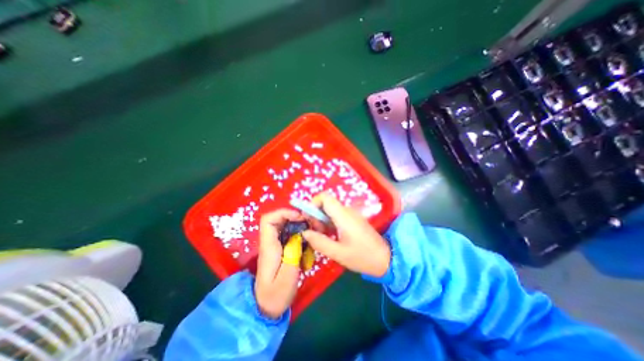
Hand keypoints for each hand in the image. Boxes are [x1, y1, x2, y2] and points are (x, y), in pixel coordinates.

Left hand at [256, 209, 302, 317]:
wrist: (266, 308)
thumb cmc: (275, 295)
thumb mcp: (287, 277)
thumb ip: (293, 254)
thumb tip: (299, 235)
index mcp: (269, 246)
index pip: (268, 220)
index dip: (283, 213)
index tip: (300, 217)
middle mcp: (270, 242)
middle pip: (279, 219)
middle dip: (296, 217)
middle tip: (311, 223)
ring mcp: (276, 245)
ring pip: (286, 225)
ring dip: (300, 225)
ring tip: (313, 231)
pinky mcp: (282, 249)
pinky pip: (291, 234)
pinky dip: (301, 234)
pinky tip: (310, 242)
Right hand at [303, 193, 388, 276]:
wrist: (385, 259)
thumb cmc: (363, 257)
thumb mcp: (339, 253)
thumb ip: (320, 242)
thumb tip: (305, 233)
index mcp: (344, 215)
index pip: (325, 197)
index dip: (312, 204)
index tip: (307, 219)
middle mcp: (347, 211)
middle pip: (325, 204)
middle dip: (316, 216)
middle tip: (315, 233)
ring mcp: (350, 214)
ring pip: (330, 210)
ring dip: (321, 221)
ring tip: (322, 237)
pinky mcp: (352, 219)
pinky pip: (336, 216)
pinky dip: (328, 223)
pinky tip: (330, 236)